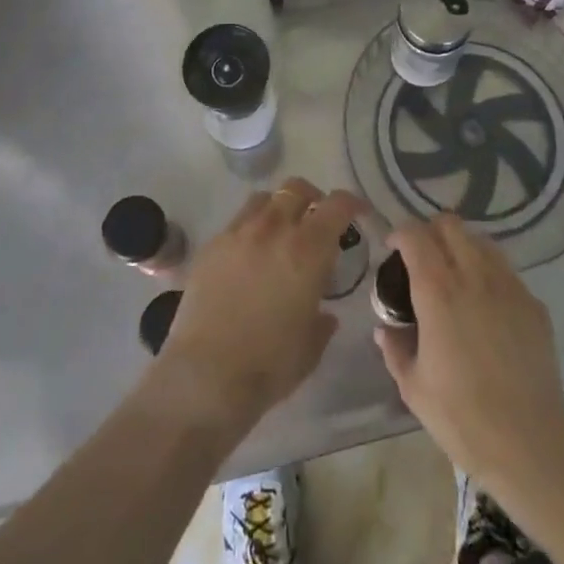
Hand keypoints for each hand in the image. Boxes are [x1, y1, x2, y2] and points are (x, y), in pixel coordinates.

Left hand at [154, 179, 363, 440]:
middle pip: (296, 189)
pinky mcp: (211, 245)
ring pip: (264, 198)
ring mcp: (238, 233)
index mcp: (307, 250)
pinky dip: (250, 229)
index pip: (336, 206)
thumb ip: (322, 322)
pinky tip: (248, 256)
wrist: (205, 374)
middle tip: (316, 220)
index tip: (358, 212)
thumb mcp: (310, 347)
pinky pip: (237, 222)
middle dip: (312, 198)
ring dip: (279, 207)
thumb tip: (325, 314)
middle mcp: (273, 229)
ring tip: (281, 232)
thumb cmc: (269, 365)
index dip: (352, 203)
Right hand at [375, 215, 563, 491]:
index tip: (392, 249)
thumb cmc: (462, 418)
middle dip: (431, 231)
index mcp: (438, 291)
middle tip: (422, 258)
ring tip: (455, 275)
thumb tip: (385, 328)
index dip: (400, 234)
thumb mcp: (413, 388)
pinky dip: (490, 274)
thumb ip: (394, 348)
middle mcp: (474, 276)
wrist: (530, 448)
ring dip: (462, 247)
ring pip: (482, 241)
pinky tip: (487, 306)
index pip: (415, 235)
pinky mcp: (535, 306)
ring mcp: (509, 288)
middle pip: (450, 225)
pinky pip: (507, 272)